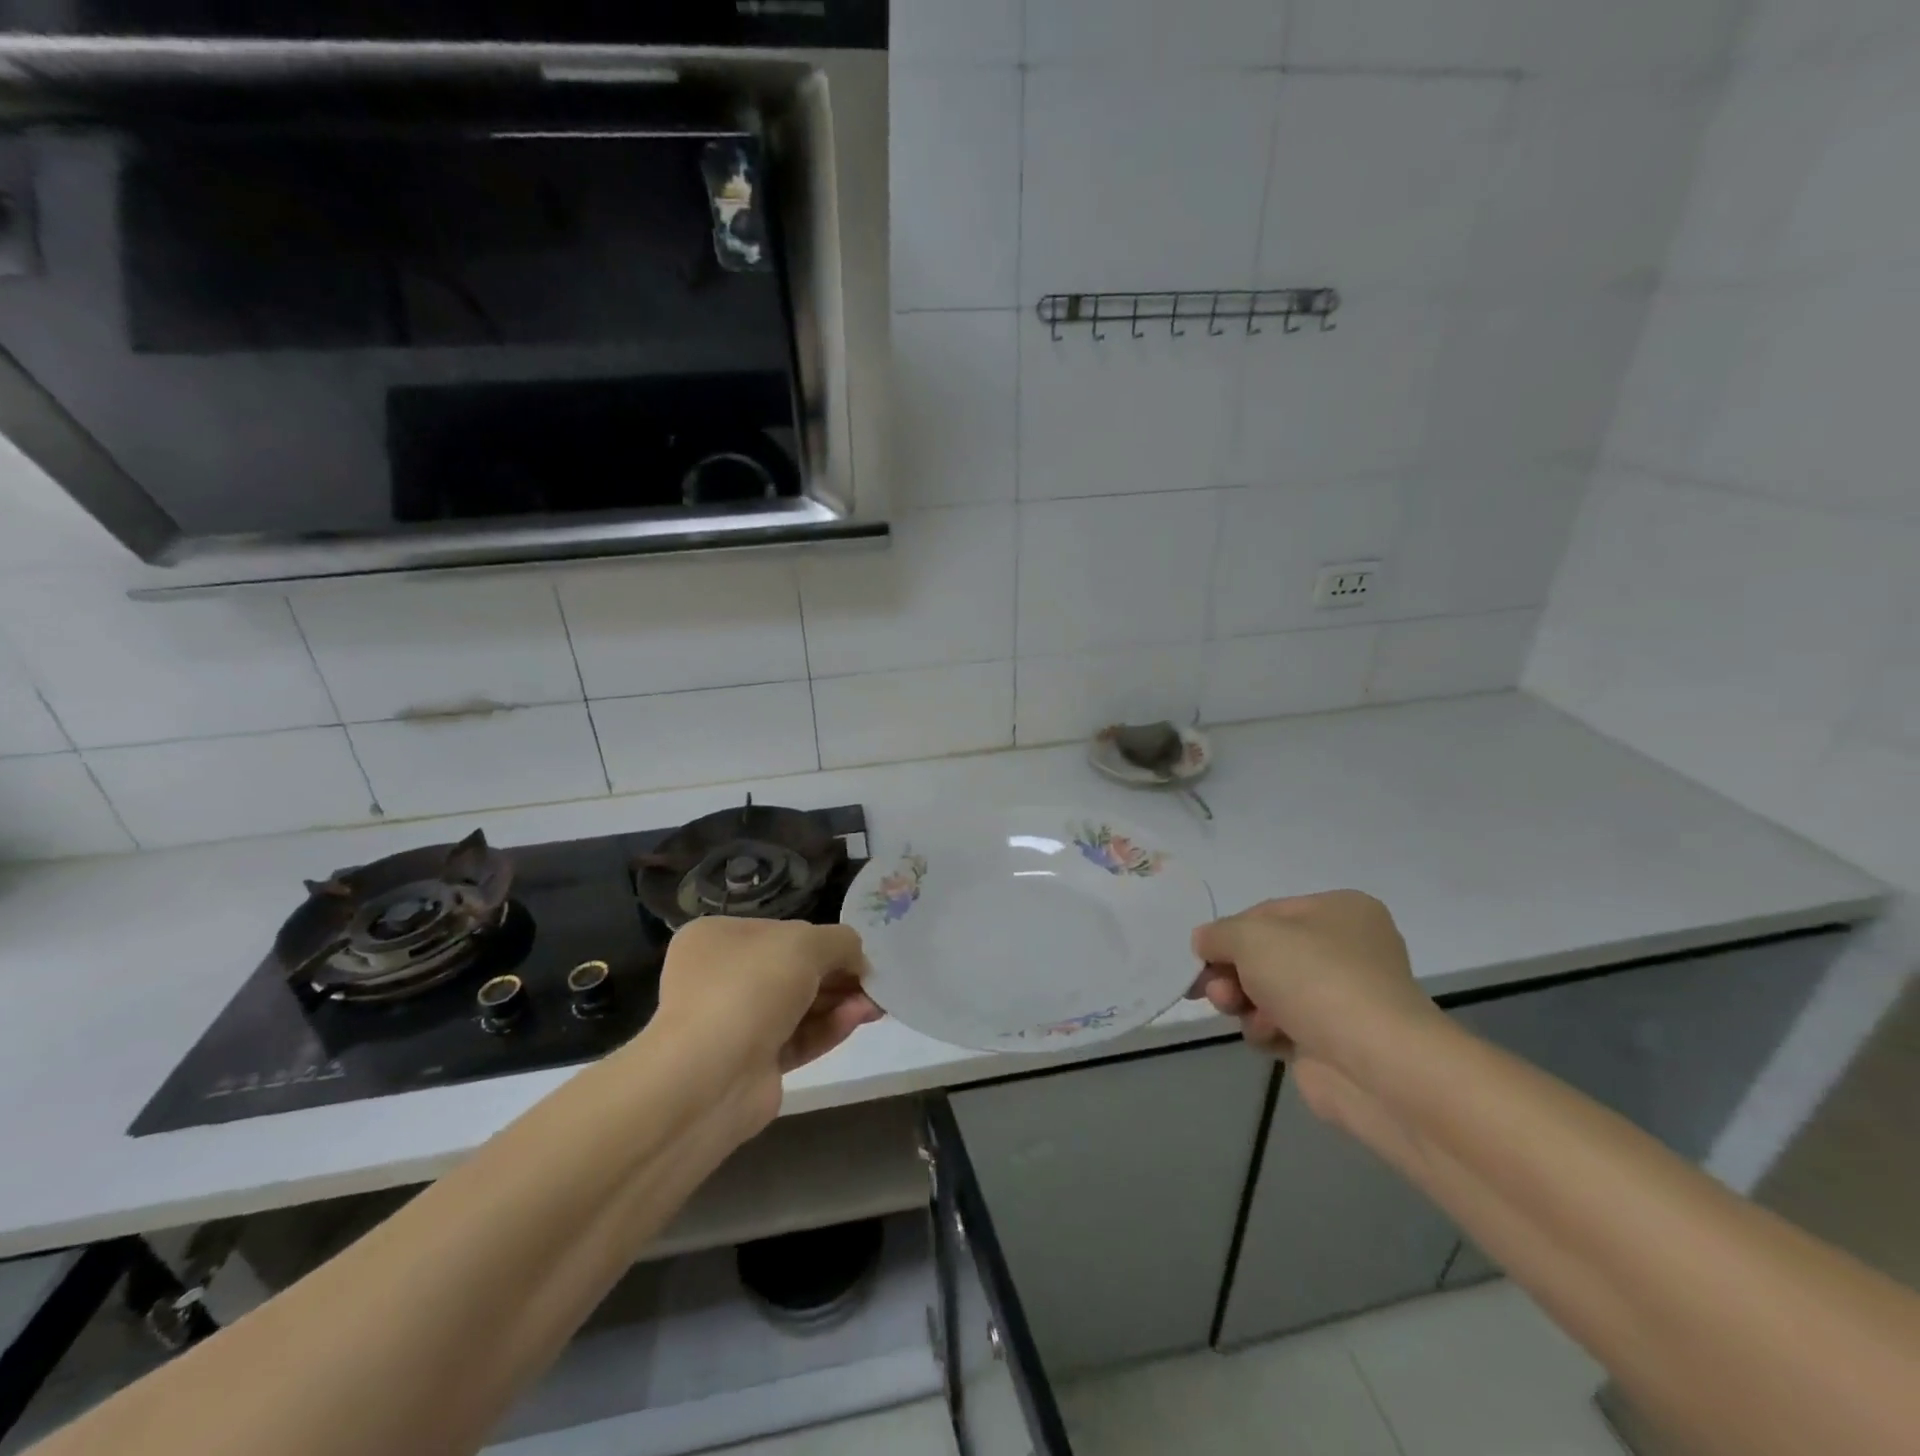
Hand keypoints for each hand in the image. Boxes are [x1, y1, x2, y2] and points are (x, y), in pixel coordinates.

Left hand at [653, 917, 883, 1114]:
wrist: (710, 1077)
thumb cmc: (752, 987)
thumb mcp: (806, 943)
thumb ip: (841, 942)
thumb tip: (857, 961)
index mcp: (718, 938)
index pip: (781, 931)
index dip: (823, 940)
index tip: (857, 953)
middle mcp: (720, 977)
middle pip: (793, 970)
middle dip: (837, 975)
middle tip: (874, 982)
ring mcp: (734, 1022)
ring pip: (798, 1006)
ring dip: (839, 1002)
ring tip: (875, 1005)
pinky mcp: (752, 1063)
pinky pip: (797, 1038)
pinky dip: (828, 1028)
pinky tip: (858, 1020)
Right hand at [1188, 891, 1438, 1068]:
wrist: (1375, 1065)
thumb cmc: (1314, 979)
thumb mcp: (1251, 937)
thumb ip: (1217, 934)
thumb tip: (1204, 942)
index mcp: (1341, 910)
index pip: (1266, 913)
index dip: (1229, 933)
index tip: (1202, 955)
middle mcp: (1347, 950)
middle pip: (1265, 954)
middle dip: (1231, 972)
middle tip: (1211, 989)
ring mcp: (1342, 998)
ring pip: (1268, 992)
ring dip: (1243, 1001)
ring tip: (1235, 1011)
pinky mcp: (1334, 1041)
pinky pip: (1282, 1026)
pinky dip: (1266, 1030)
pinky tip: (1268, 1037)